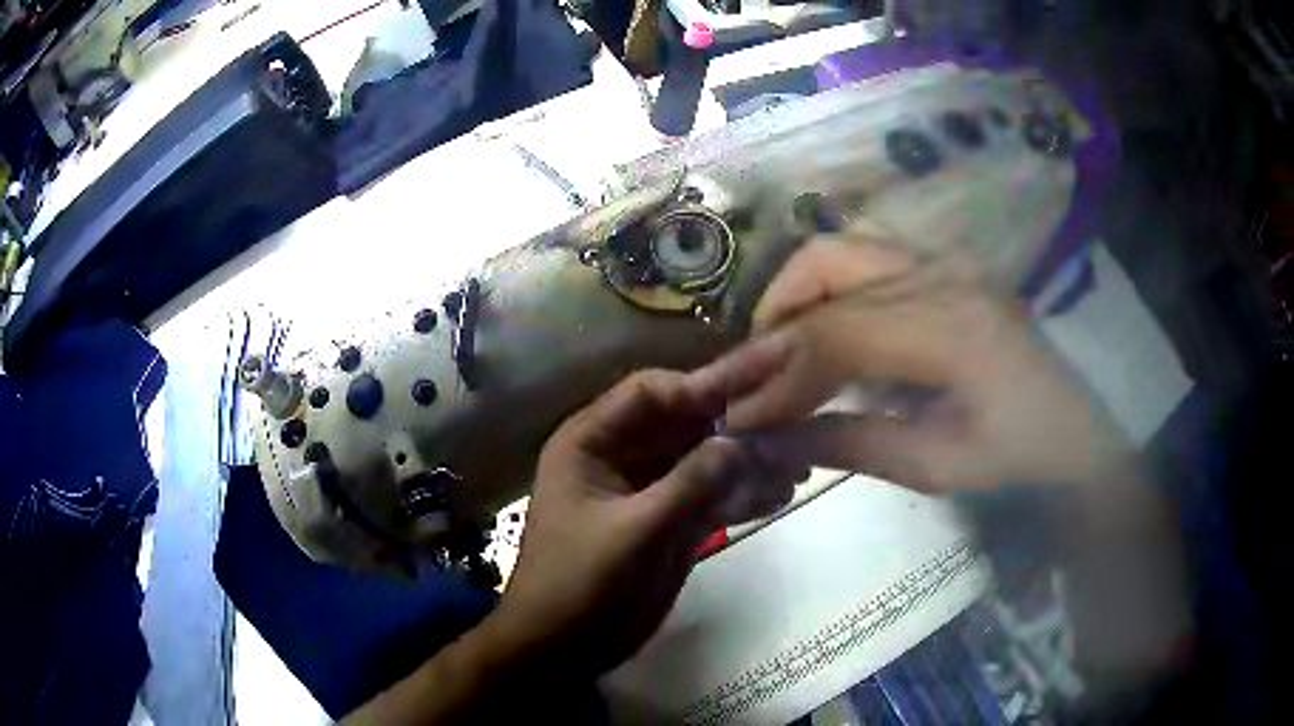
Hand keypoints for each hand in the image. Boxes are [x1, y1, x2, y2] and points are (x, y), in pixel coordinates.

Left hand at [484, 368, 803, 679]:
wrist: (562, 647)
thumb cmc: (579, 582)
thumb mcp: (633, 532)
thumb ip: (689, 484)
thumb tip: (742, 442)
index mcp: (591, 443)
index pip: (651, 393)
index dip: (701, 386)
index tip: (756, 389)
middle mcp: (621, 457)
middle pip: (684, 423)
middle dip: (736, 422)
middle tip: (794, 415)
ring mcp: (648, 492)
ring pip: (703, 460)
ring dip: (746, 460)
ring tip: (797, 463)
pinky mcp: (668, 524)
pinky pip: (709, 497)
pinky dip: (741, 495)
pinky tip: (780, 495)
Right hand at [694, 227, 1132, 492]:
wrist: (1077, 433)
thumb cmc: (1019, 458)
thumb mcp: (939, 467)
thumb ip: (852, 444)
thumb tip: (767, 440)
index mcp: (954, 328)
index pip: (838, 334)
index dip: (779, 374)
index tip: (737, 416)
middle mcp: (945, 275)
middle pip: (829, 266)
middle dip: (775, 320)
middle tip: (753, 374)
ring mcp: (948, 262)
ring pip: (843, 249)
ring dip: (797, 295)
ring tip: (779, 350)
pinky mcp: (948, 268)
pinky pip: (867, 260)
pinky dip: (828, 292)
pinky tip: (825, 335)